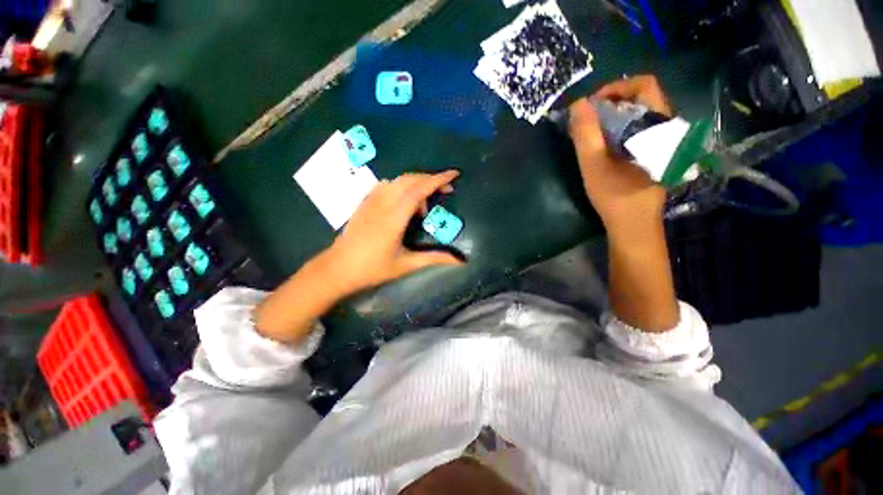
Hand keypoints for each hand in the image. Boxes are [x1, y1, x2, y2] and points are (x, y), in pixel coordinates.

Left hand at [324, 170, 464, 292]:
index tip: (454, 174)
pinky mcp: (364, 202)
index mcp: (395, 217)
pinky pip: (386, 186)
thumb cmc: (373, 269)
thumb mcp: (406, 264)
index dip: (438, 179)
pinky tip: (404, 201)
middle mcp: (383, 203)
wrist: (338, 268)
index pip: (419, 190)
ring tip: (424, 206)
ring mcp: (371, 200)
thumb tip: (460, 261)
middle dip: (431, 180)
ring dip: (416, 184)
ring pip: (398, 181)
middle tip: (446, 191)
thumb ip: (434, 258)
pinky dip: (401, 187)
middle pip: (410, 180)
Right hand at [568, 75, 670, 241]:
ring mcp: (663, 141)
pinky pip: (639, 129)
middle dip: (611, 103)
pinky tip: (604, 146)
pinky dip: (619, 129)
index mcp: (656, 126)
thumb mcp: (593, 165)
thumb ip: (585, 133)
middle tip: (588, 120)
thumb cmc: (614, 195)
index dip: (615, 88)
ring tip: (593, 133)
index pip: (643, 85)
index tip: (591, 105)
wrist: (633, 225)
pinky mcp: (656, 153)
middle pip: (641, 98)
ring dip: (614, 117)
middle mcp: (666, 128)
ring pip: (640, 114)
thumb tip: (577, 104)